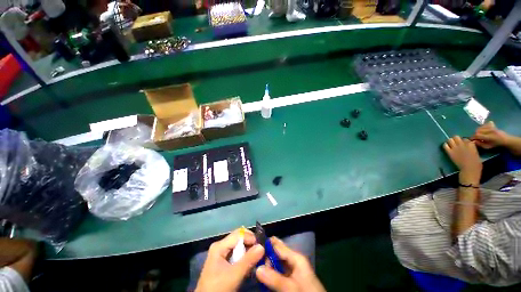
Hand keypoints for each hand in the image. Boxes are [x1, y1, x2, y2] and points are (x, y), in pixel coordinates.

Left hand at [195, 228, 264, 291]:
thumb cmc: (218, 288)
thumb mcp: (234, 275)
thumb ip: (248, 260)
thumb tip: (262, 246)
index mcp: (219, 246)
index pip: (238, 234)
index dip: (250, 237)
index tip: (261, 246)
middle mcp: (220, 245)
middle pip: (238, 237)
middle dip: (250, 242)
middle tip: (260, 250)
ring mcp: (220, 252)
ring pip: (238, 245)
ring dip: (248, 249)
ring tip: (256, 256)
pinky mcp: (222, 260)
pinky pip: (236, 252)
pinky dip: (244, 255)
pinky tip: (249, 261)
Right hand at [256, 237, 324, 291]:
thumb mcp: (291, 288)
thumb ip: (275, 279)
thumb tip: (257, 268)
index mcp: (295, 257)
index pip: (277, 245)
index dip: (264, 245)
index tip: (251, 248)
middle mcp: (293, 259)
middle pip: (275, 252)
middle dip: (264, 255)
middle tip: (252, 261)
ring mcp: (292, 269)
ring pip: (276, 262)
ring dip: (266, 265)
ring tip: (255, 268)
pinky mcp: (291, 277)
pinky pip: (278, 271)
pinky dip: (270, 273)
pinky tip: (263, 277)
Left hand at [443, 136, 481, 184]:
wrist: (469, 170)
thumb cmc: (476, 164)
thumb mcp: (476, 153)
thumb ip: (472, 148)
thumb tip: (470, 146)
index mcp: (471, 144)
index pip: (466, 139)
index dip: (465, 141)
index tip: (465, 144)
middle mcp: (462, 144)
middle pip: (457, 137)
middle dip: (456, 139)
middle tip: (457, 143)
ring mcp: (455, 148)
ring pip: (450, 139)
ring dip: (450, 141)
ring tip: (452, 145)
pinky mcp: (450, 152)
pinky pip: (445, 146)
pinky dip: (445, 145)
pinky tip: (447, 147)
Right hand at [471, 121, 509, 148]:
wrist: (505, 139)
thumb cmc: (496, 144)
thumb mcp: (488, 147)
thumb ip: (480, 144)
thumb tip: (474, 141)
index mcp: (489, 137)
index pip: (477, 135)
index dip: (473, 137)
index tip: (471, 140)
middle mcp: (490, 130)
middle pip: (477, 130)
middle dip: (475, 134)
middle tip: (476, 137)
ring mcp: (491, 126)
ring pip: (480, 127)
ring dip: (478, 130)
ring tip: (480, 134)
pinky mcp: (492, 124)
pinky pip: (485, 124)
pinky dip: (483, 127)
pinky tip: (484, 129)